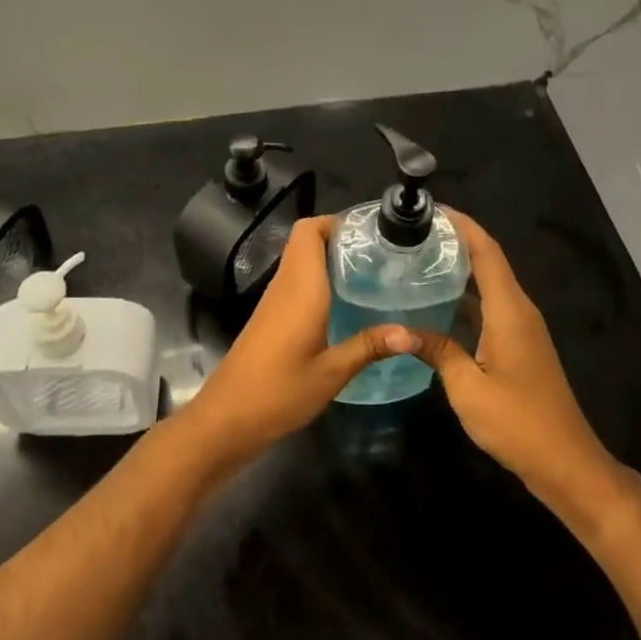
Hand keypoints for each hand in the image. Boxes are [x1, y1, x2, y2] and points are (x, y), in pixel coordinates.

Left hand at [181, 217, 412, 469]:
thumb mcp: (332, 372)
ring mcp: (274, 300)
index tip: (372, 233)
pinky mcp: (271, 317)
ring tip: (373, 273)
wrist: (227, 418)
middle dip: (341, 238)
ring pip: (301, 261)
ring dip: (331, 259)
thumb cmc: (279, 391)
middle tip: (380, 254)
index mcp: (301, 287)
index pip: (309, 230)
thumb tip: (412, 334)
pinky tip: (347, 303)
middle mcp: (285, 284)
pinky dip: (321, 280)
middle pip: (306, 240)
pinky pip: (297, 282)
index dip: (338, 221)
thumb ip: (369, 346)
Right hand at [409, 211, 622, 519]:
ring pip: (490, 283)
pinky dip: (465, 296)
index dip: (462, 224)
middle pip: (489, 260)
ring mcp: (522, 328)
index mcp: (510, 310)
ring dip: (460, 267)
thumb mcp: (467, 387)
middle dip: (455, 240)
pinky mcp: (520, 346)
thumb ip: (437, 350)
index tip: (430, 209)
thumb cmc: (518, 423)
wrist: (566, 463)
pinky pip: (490, 306)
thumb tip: (401, 329)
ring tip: (418, 260)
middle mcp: (519, 310)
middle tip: (412, 234)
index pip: (487, 251)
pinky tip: (437, 304)